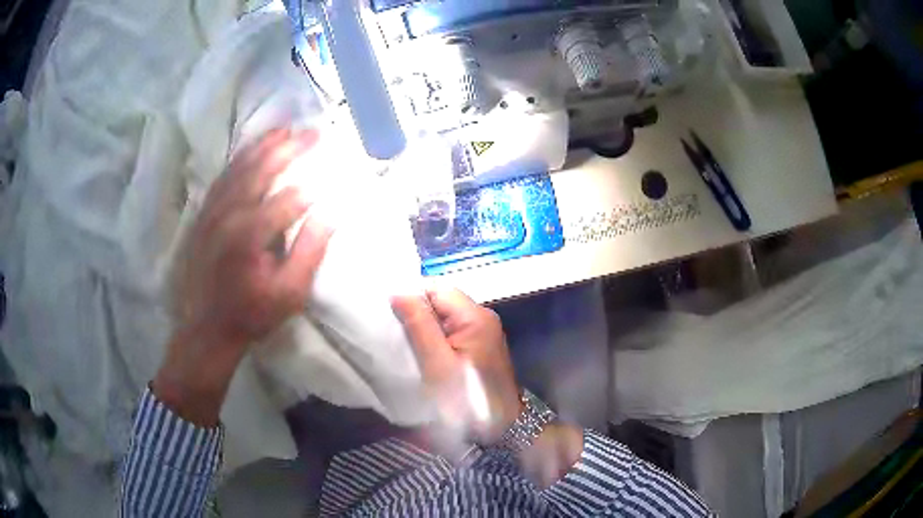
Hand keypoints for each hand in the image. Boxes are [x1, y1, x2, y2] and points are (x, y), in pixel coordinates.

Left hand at [154, 128, 330, 426]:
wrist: (207, 327)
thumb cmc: (252, 313)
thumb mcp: (289, 293)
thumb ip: (310, 251)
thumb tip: (331, 213)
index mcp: (250, 234)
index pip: (289, 198)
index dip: (314, 186)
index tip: (333, 175)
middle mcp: (229, 213)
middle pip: (262, 169)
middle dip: (291, 148)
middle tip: (313, 132)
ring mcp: (213, 210)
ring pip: (240, 166)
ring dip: (264, 145)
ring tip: (286, 129)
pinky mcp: (204, 213)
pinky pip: (223, 176)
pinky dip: (240, 158)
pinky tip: (252, 149)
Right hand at [391, 289, 521, 444]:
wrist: (502, 427)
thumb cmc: (468, 398)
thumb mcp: (438, 364)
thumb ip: (419, 325)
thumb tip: (399, 292)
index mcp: (475, 316)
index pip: (436, 288)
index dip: (411, 297)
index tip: (389, 316)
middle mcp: (483, 317)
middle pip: (441, 301)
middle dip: (416, 313)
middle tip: (394, 333)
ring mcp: (483, 332)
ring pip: (444, 317)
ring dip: (424, 327)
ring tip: (405, 344)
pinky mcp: (480, 347)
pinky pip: (451, 332)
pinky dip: (435, 339)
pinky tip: (423, 354)